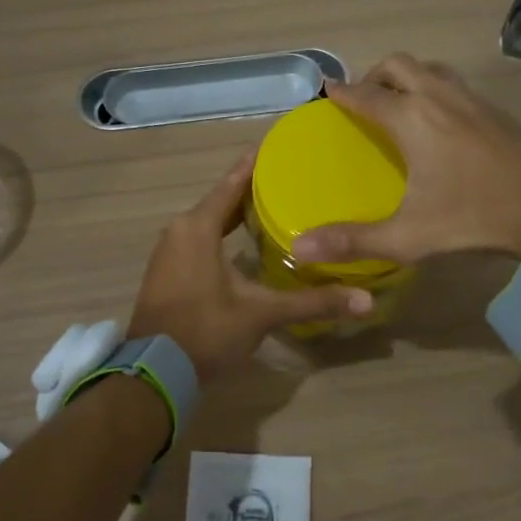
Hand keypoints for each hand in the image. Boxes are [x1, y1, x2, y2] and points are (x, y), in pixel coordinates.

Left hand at [129, 150, 372, 382]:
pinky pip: (199, 240)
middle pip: (220, 201)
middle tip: (289, 180)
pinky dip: (222, 235)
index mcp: (198, 227)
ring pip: (208, 222)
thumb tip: (366, 301)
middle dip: (252, 191)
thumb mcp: (262, 314)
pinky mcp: (167, 272)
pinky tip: (245, 244)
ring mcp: (169, 252)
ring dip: (236, 215)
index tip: (279, 147)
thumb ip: (313, 302)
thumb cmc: (206, 331)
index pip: (231, 183)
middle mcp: (179, 230)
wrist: (153, 373)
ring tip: (274, 208)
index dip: (255, 165)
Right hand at [290, 54, 520, 263]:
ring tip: (398, 103)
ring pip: (429, 68)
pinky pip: (453, 83)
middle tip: (363, 100)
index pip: (365, 95)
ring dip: (407, 77)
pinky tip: (439, 121)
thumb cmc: (473, 219)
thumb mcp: (407, 237)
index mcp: (412, 119)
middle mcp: (438, 98)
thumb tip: (299, 248)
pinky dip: (434, 87)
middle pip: (398, 65)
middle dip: (374, 76)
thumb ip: (352, 240)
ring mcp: (471, 99)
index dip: (342, 92)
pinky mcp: (495, 109)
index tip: (327, 91)